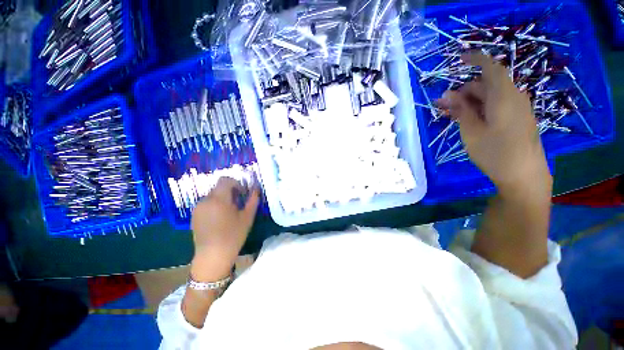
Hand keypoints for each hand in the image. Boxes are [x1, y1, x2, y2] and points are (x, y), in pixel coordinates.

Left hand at [190, 177, 259, 279]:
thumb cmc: (233, 235)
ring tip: (229, 212)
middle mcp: (205, 200)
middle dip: (230, 191)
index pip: (225, 180)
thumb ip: (253, 199)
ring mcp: (197, 208)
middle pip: (219, 187)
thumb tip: (256, 188)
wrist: (212, 256)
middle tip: (238, 203)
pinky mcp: (194, 215)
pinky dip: (215, 205)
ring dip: (222, 198)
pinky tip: (220, 218)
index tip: (242, 193)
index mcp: (219, 199)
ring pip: (213, 195)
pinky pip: (206, 203)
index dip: (236, 183)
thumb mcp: (248, 217)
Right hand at [436, 52, 550, 196]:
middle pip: (486, 85)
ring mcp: (516, 109)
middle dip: (462, 92)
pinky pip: (495, 107)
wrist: (524, 176)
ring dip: (468, 102)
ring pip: (489, 97)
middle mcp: (513, 98)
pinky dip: (479, 109)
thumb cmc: (495, 153)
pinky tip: (465, 119)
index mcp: (504, 96)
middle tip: (441, 104)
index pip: (490, 68)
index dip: (475, 60)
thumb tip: (448, 94)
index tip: (458, 60)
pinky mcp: (516, 120)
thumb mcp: (472, 131)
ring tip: (449, 113)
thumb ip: (461, 110)